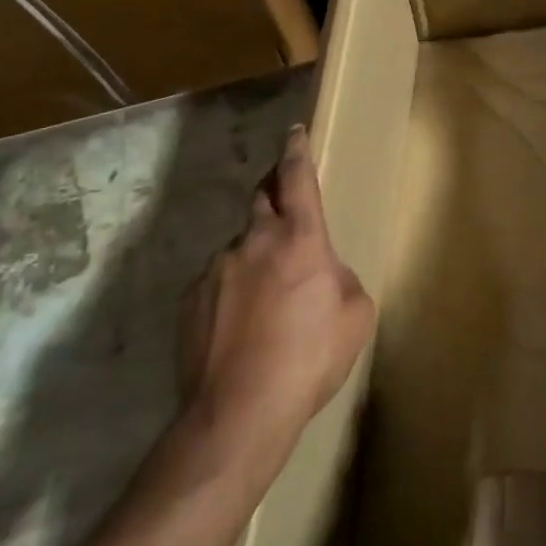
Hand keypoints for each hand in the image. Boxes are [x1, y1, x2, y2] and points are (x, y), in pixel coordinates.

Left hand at [178, 127, 374, 461]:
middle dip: (275, 197)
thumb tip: (324, 274)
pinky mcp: (189, 300)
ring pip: (240, 246)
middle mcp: (254, 241)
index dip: (297, 150)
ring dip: (255, 257)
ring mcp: (215, 269)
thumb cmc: (309, 358)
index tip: (294, 131)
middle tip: (289, 219)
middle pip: (262, 198)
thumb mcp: (355, 316)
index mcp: (300, 239)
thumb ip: (342, 279)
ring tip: (268, 301)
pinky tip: (241, 327)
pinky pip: (217, 281)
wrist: (238, 413)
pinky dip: (232, 290)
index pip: (297, 178)